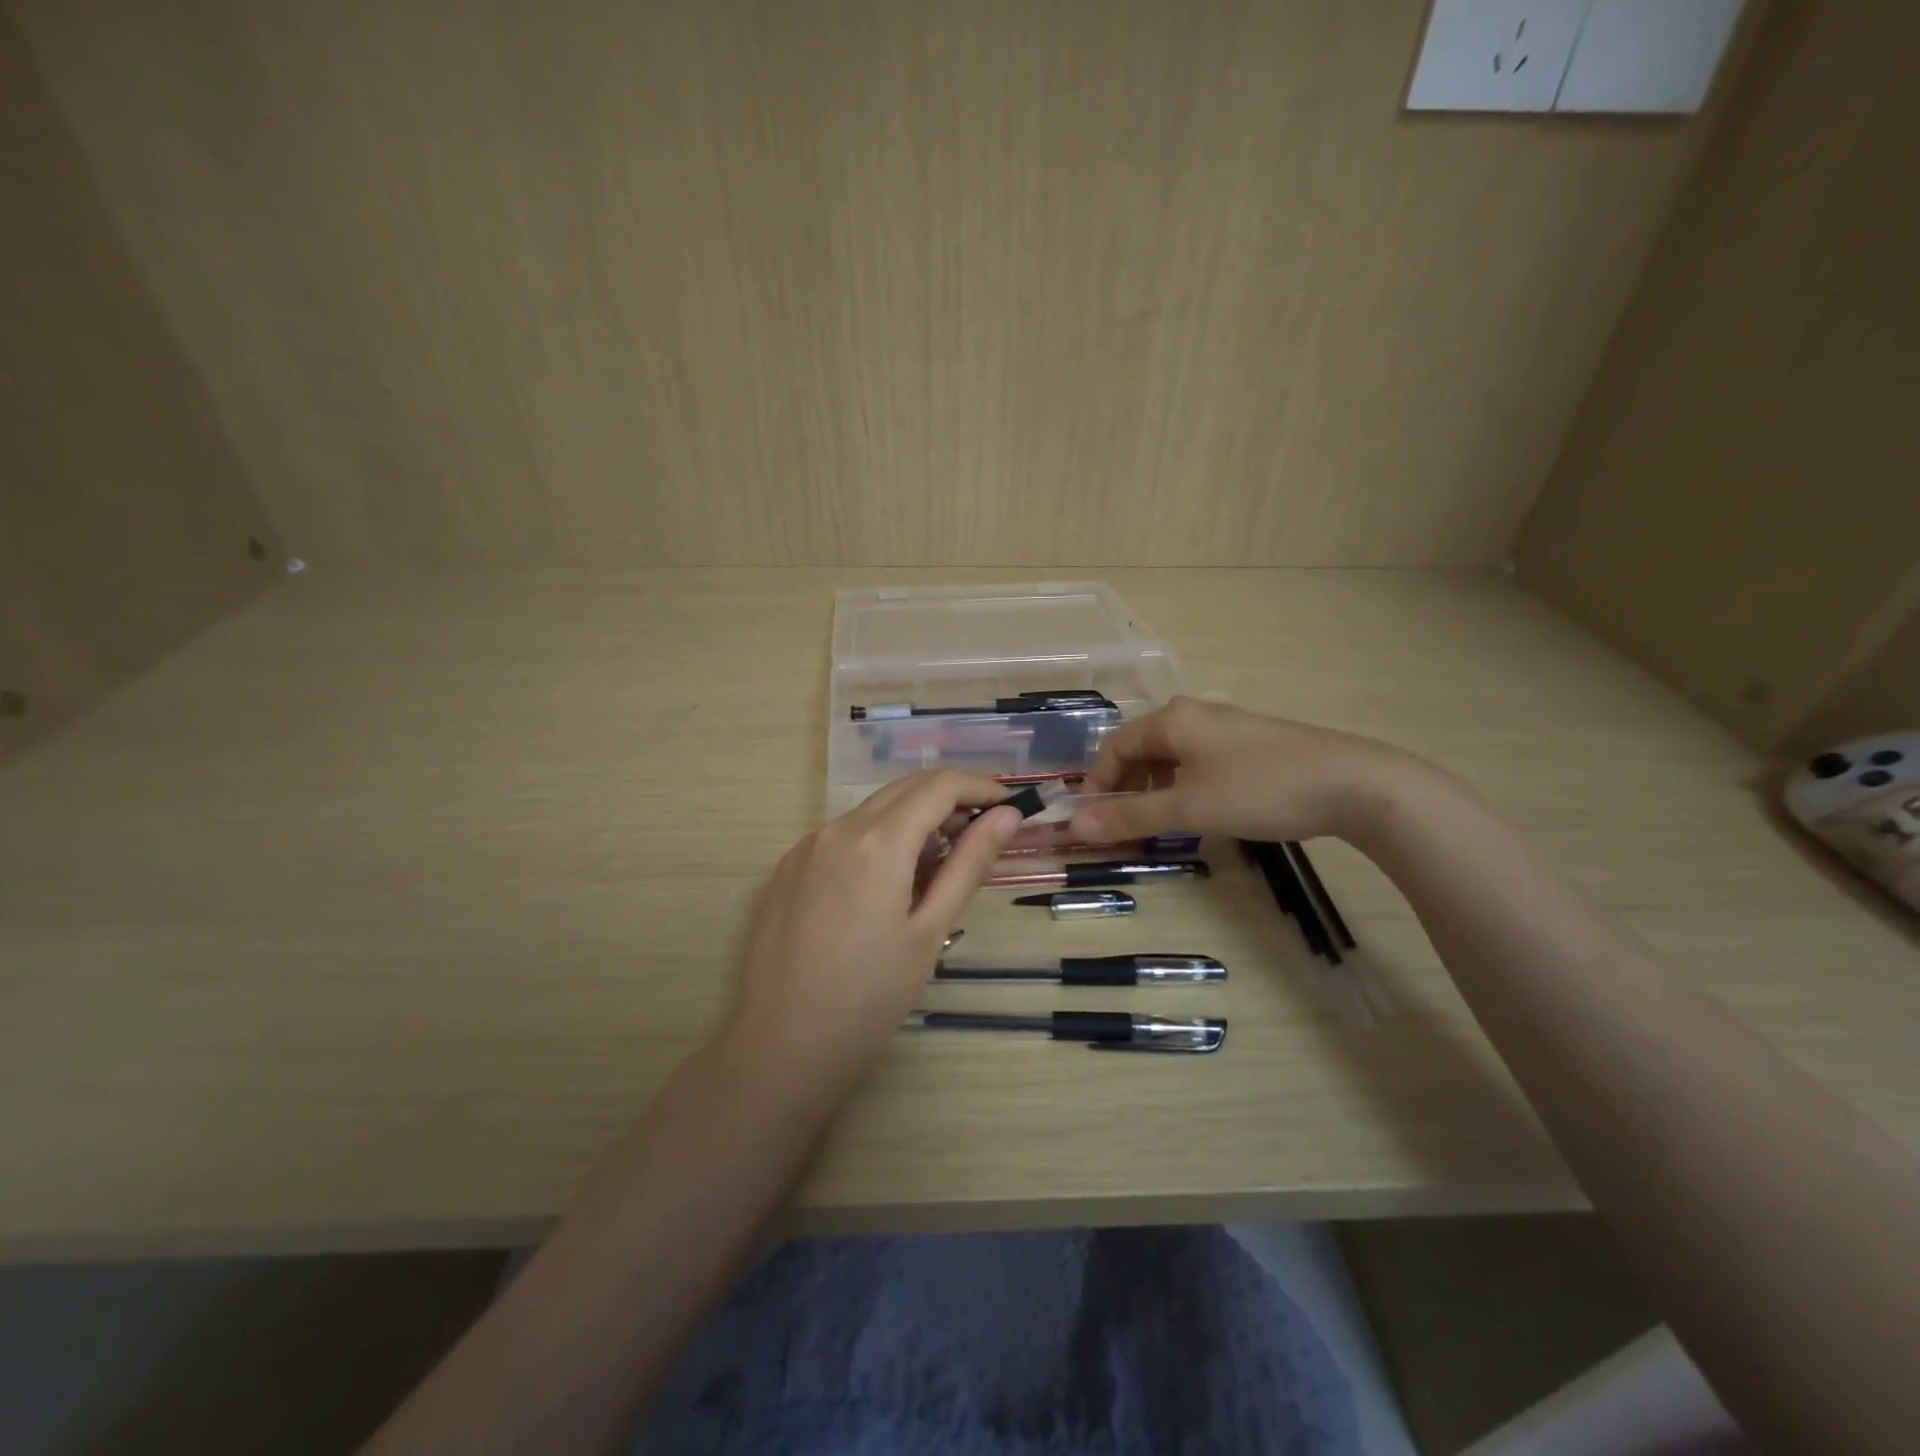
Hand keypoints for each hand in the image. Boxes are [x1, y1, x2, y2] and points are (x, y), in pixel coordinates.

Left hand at [721, 771, 1022, 1099]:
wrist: (781, 1046)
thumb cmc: (869, 998)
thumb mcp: (929, 931)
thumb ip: (969, 865)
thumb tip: (1007, 817)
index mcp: (877, 841)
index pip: (940, 786)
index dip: (981, 788)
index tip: (1010, 809)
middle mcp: (838, 828)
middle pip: (906, 789)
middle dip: (951, 800)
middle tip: (984, 835)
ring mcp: (807, 846)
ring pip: (874, 810)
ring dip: (915, 821)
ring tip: (942, 867)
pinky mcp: (789, 867)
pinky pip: (845, 835)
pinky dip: (880, 840)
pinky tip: (891, 884)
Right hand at [1069, 697, 1429, 846]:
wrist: (1353, 783)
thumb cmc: (1259, 789)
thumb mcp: (1189, 807)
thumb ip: (1131, 816)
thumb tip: (1076, 826)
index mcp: (1172, 720)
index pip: (1113, 747)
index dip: (1097, 785)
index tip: (1093, 822)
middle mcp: (1194, 715)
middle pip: (1140, 750)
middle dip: (1125, 789)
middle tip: (1124, 827)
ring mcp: (1225, 729)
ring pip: (1171, 758)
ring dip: (1154, 791)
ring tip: (1158, 825)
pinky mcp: (1250, 746)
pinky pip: (1198, 764)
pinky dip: (1183, 788)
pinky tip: (1198, 813)